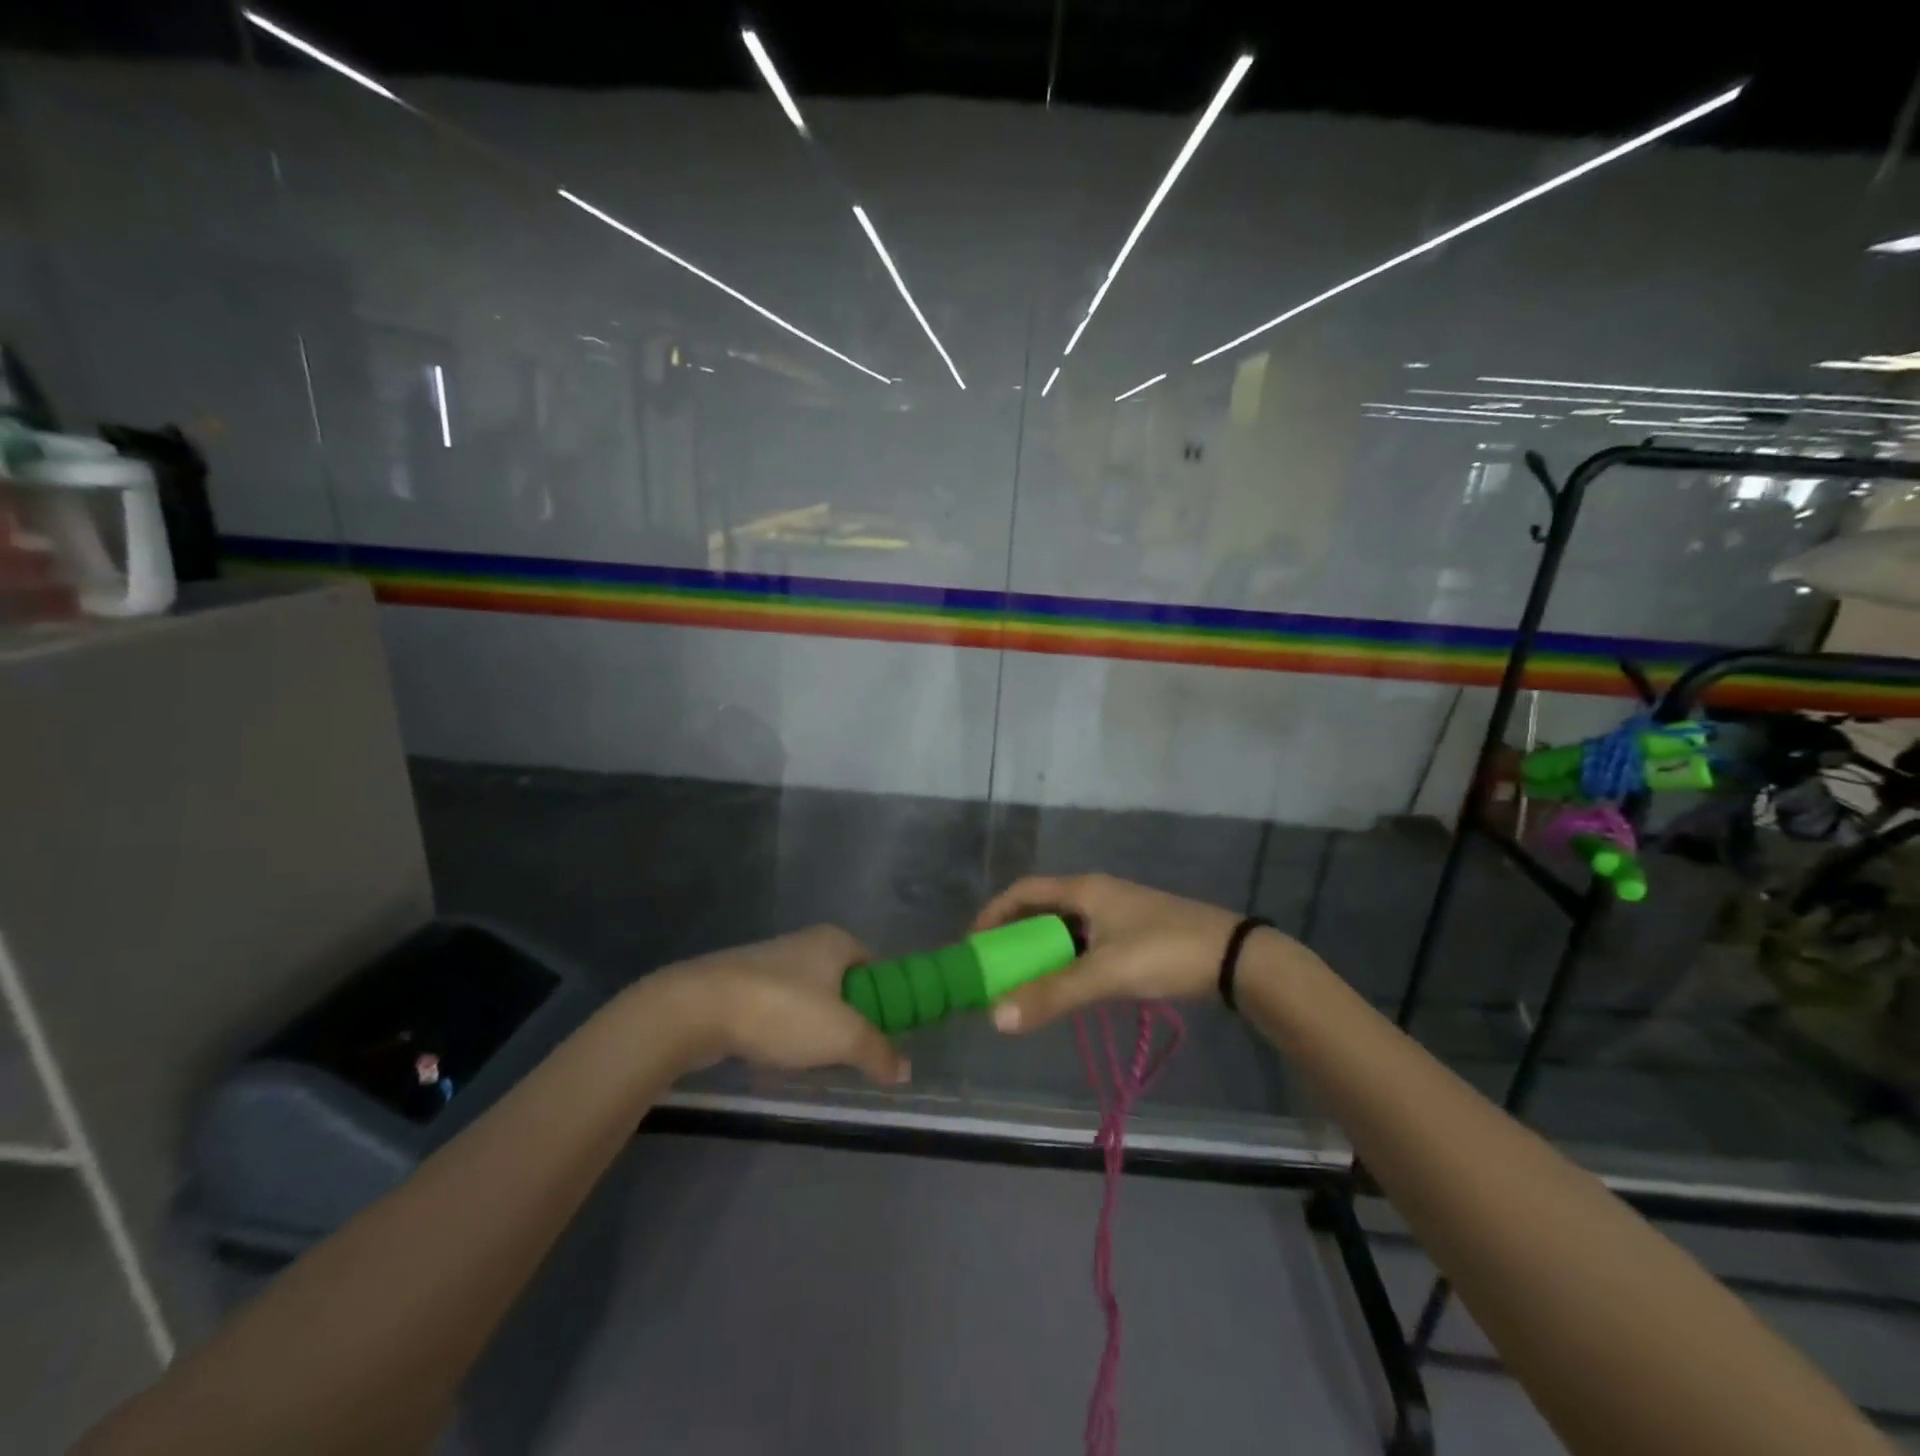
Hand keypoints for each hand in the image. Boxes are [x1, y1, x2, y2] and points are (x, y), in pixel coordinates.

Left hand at [651, 926, 909, 1085]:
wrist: (698, 1008)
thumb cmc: (782, 1010)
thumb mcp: (843, 1036)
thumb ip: (878, 1052)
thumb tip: (904, 1070)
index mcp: (836, 941)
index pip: (876, 966)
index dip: (885, 998)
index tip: (884, 1033)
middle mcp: (805, 943)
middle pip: (843, 983)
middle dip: (848, 1018)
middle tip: (851, 1053)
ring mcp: (769, 962)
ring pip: (809, 998)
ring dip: (814, 1028)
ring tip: (813, 1061)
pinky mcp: (740, 985)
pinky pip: (777, 1009)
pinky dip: (783, 1031)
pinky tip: (777, 1057)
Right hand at [972, 874, 1254, 1032]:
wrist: (1234, 958)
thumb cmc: (1165, 952)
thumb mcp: (1105, 974)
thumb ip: (1052, 995)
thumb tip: (996, 1017)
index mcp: (1084, 890)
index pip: (1023, 891)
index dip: (994, 914)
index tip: (973, 946)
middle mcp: (1096, 893)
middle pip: (1041, 908)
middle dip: (1014, 936)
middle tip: (994, 969)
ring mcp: (1116, 912)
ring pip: (1064, 927)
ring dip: (1040, 950)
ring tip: (1022, 982)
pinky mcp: (1133, 933)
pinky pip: (1084, 941)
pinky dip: (1065, 959)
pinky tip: (1064, 985)